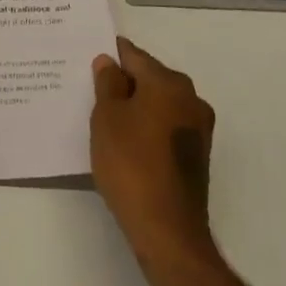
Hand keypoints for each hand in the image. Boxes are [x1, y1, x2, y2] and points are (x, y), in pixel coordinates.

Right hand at [91, 38, 217, 265]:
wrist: (167, 231)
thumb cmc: (131, 165)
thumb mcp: (107, 118)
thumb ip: (108, 83)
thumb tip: (110, 62)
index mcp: (169, 83)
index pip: (134, 56)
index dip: (110, 55)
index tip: (87, 58)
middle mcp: (190, 98)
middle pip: (149, 78)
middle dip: (122, 82)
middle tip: (90, 90)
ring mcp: (198, 128)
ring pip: (158, 104)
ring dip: (135, 106)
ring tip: (104, 118)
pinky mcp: (197, 155)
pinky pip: (166, 127)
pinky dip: (146, 128)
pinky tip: (125, 142)